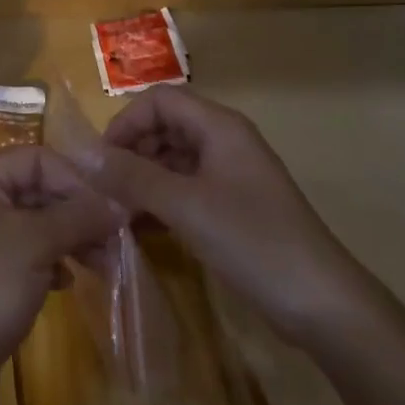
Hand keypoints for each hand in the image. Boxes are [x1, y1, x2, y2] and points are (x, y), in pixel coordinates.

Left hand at [0, 147, 119, 398]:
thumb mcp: (35, 243)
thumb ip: (78, 217)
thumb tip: (119, 205)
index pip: (37, 159)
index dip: (75, 180)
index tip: (110, 209)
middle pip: (38, 189)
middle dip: (77, 212)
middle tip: (114, 238)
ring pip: (36, 224)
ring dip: (70, 238)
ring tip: (102, 263)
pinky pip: (28, 254)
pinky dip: (52, 261)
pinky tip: (68, 281)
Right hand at [81, 85, 375, 344]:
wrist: (322, 303)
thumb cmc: (253, 241)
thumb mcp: (185, 206)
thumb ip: (132, 176)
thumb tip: (82, 154)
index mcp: (219, 126)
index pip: (159, 101)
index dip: (125, 123)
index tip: (101, 161)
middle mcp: (224, 140)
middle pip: (165, 127)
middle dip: (131, 152)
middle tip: (105, 191)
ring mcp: (231, 174)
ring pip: (174, 159)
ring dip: (143, 179)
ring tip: (117, 212)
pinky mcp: (233, 206)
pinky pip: (187, 188)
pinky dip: (162, 200)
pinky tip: (141, 227)